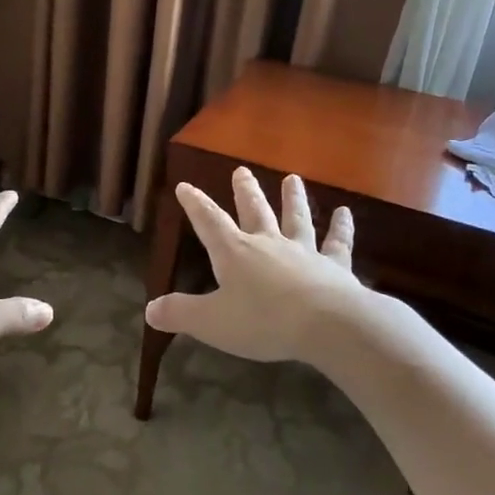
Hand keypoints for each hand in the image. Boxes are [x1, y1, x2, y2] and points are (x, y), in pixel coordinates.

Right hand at [144, 168, 363, 364]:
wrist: (327, 324)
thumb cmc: (263, 321)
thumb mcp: (211, 322)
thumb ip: (180, 314)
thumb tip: (149, 310)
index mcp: (235, 253)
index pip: (209, 222)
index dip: (195, 204)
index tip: (185, 186)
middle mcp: (268, 243)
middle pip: (255, 211)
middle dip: (245, 191)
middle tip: (241, 170)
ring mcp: (304, 251)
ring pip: (296, 219)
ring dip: (293, 198)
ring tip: (293, 178)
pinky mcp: (334, 266)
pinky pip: (337, 243)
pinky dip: (341, 228)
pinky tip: (346, 214)